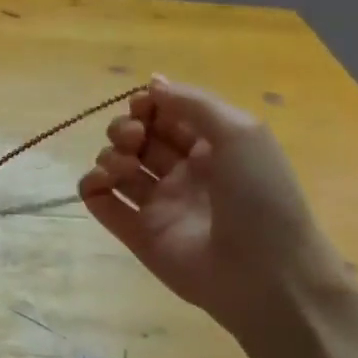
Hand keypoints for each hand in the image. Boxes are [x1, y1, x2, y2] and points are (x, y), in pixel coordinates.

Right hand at [78, 77, 348, 338]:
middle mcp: (183, 174)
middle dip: (125, 129)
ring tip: (121, 167)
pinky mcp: (137, 235)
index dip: (149, 106)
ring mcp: (159, 205)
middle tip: (133, 138)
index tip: (141, 106)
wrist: (266, 274)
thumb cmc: (260, 196)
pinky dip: (91, 187)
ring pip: (117, 168)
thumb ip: (193, 103)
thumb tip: (151, 83)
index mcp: (212, 148)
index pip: (168, 116)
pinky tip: (99, 184)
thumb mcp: (241, 132)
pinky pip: (102, 203)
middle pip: (138, 139)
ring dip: (109, 156)